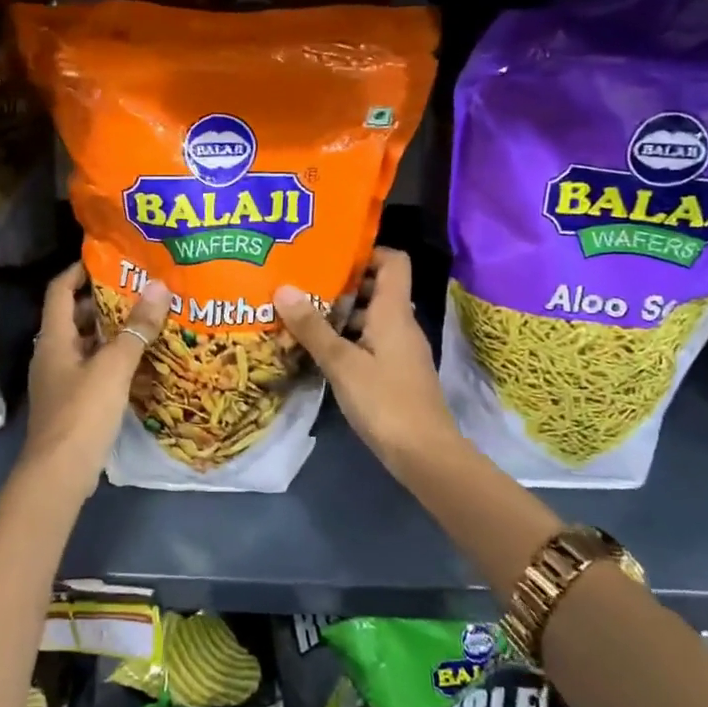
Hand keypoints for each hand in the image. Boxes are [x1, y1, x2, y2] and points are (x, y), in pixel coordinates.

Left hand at [21, 263, 169, 496]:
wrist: (59, 473)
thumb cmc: (82, 412)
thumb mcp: (114, 366)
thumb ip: (137, 327)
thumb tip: (160, 285)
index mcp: (54, 339)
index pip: (59, 290)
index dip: (78, 270)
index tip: (107, 258)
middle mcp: (52, 354)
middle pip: (73, 316)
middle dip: (102, 300)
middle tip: (137, 287)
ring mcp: (60, 380)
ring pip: (84, 343)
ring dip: (109, 330)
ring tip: (144, 318)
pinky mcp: (71, 402)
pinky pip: (91, 367)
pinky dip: (110, 357)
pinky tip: (137, 359)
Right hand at [276, 248, 458, 474]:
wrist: (425, 455)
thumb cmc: (385, 401)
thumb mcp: (341, 363)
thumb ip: (312, 327)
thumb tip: (283, 287)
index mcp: (394, 311)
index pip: (392, 261)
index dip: (366, 251)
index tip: (330, 254)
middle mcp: (401, 323)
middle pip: (377, 288)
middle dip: (342, 284)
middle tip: (303, 283)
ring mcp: (401, 350)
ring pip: (371, 317)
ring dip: (341, 313)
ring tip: (302, 314)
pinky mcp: (396, 372)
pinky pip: (371, 341)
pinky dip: (347, 338)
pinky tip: (319, 350)